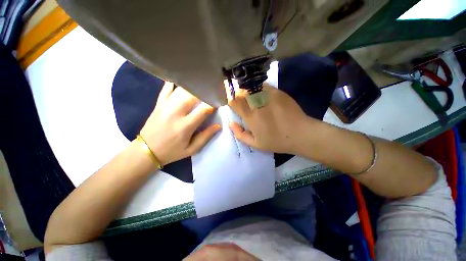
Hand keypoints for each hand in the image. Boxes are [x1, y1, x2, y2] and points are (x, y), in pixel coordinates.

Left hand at [140, 82, 220, 165]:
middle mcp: (175, 112)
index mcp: (185, 126)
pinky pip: (167, 87)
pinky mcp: (159, 103)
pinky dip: (176, 82)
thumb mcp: (191, 149)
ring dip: (194, 87)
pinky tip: (184, 80)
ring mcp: (165, 105)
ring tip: (202, 86)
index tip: (219, 102)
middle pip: (193, 95)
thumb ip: (206, 136)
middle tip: (212, 91)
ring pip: (182, 89)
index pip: (204, 109)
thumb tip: (218, 125)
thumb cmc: (171, 152)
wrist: (146, 151)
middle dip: (205, 91)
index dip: (214, 104)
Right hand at [228, 83, 313, 154]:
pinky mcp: (278, 92)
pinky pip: (263, 86)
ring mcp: (268, 96)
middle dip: (239, 95)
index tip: (235, 106)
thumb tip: (231, 123)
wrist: (300, 134)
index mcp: (250, 117)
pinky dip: (259, 89)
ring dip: (248, 91)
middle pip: (242, 92)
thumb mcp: (255, 144)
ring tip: (252, 98)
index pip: (235, 102)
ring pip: (252, 87)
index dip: (232, 102)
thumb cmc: (276, 141)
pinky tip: (263, 96)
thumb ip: (240, 134)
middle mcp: (257, 104)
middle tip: (242, 101)